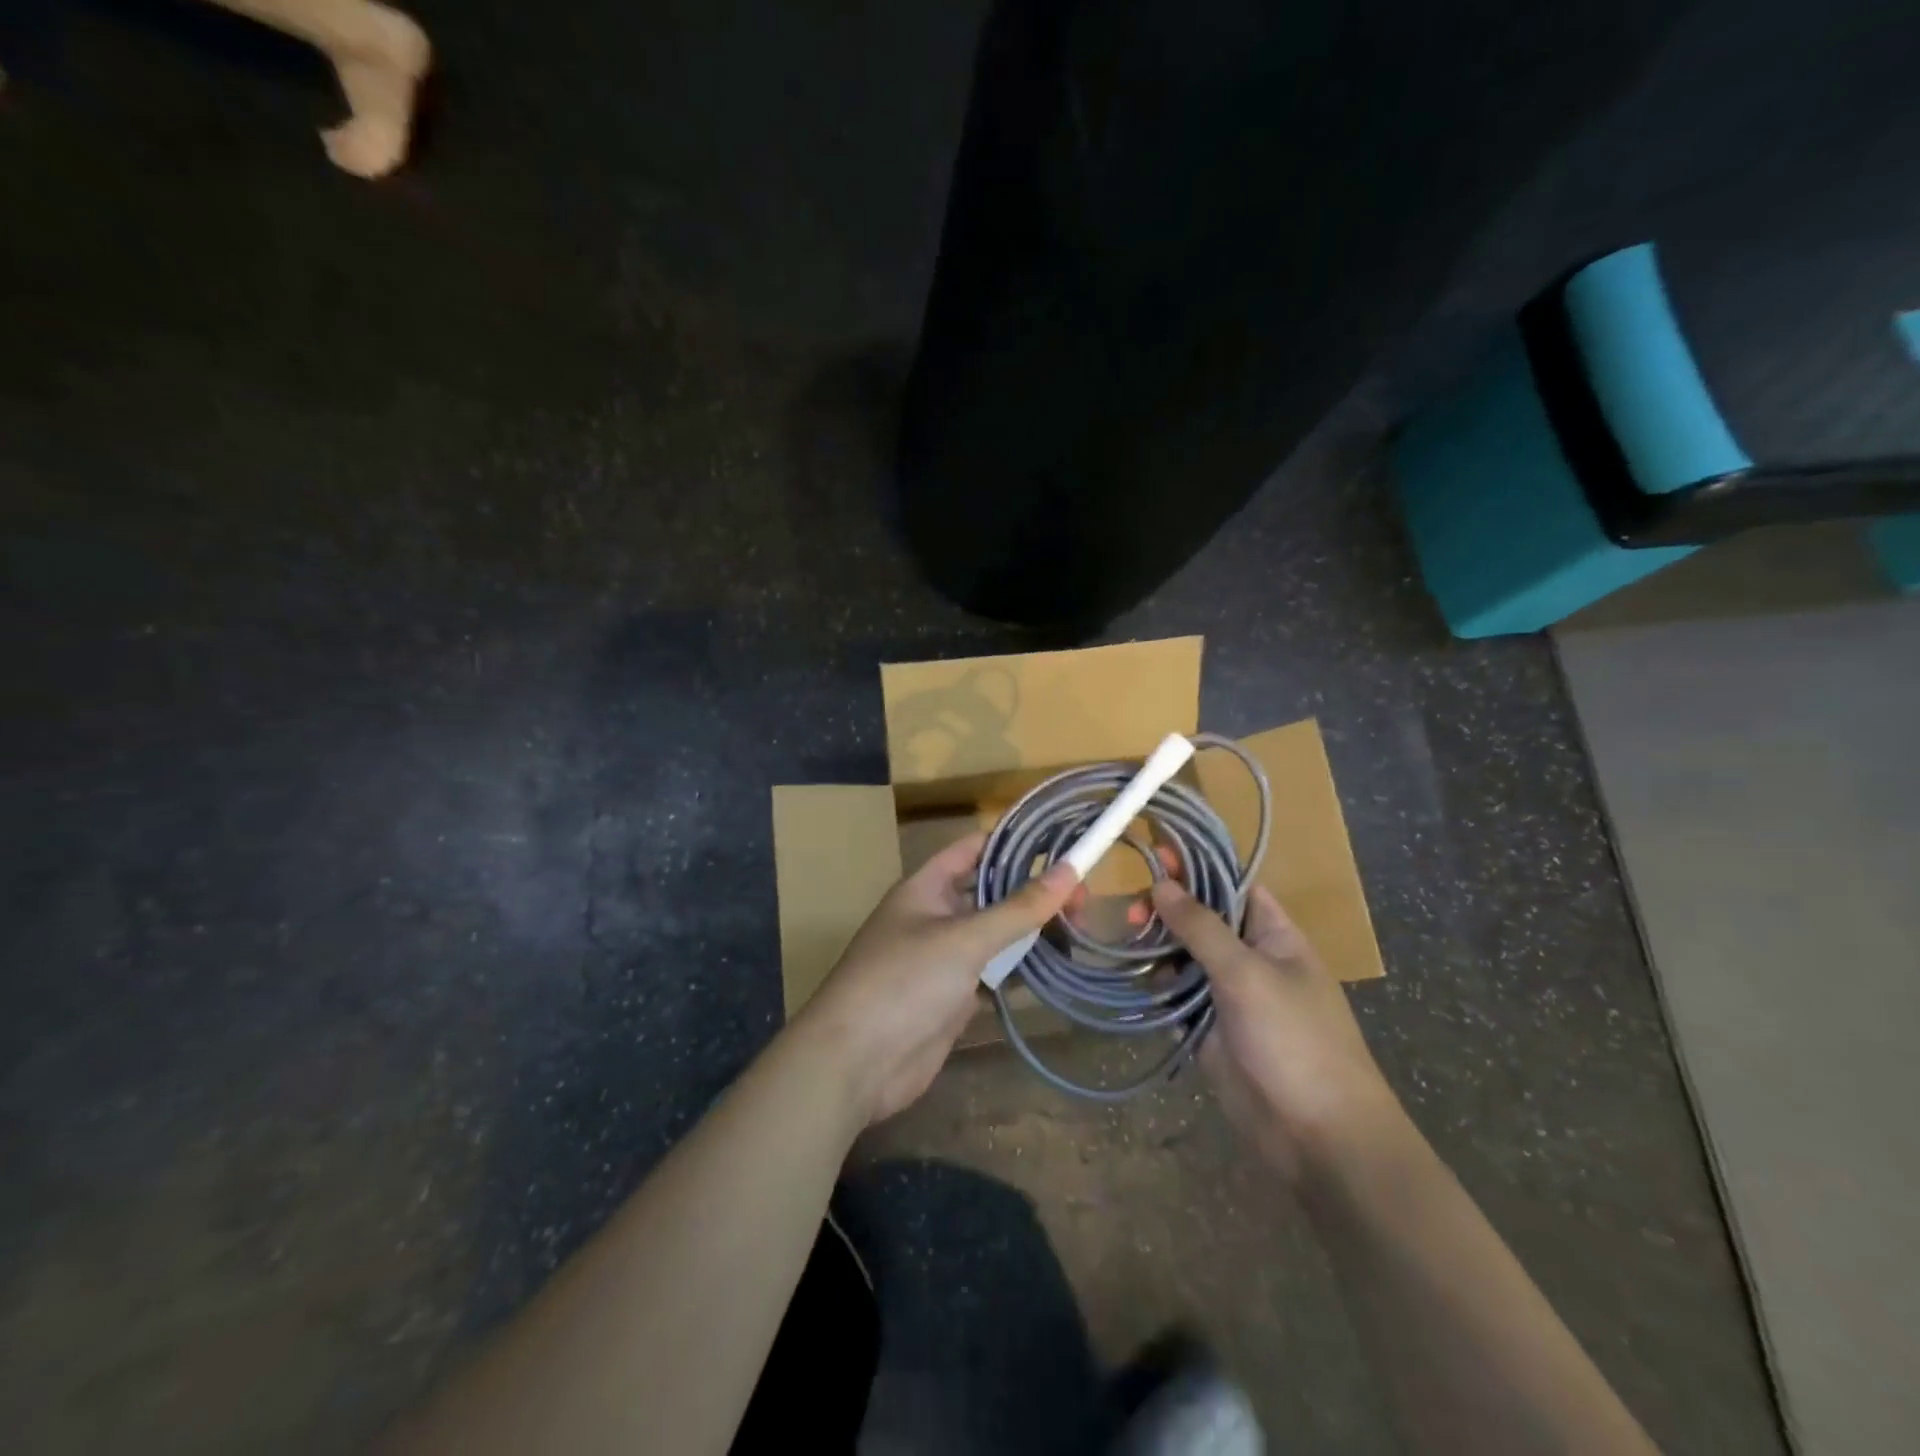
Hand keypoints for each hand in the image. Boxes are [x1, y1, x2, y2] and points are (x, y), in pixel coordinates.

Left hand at [797, 832, 1076, 1124]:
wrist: (855, 1062)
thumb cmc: (905, 981)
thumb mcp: (964, 938)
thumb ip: (1018, 908)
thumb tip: (1069, 870)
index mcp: (926, 888)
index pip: (973, 849)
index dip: (1013, 843)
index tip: (1060, 844)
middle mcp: (934, 916)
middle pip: (990, 893)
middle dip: (1032, 892)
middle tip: (1084, 900)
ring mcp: (942, 959)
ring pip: (995, 935)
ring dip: (1031, 932)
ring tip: (1081, 929)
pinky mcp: (951, 998)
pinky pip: (992, 973)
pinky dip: (1020, 970)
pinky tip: (1055, 968)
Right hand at [1150, 879, 1398, 1179]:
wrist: (1317, 1136)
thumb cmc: (1294, 1039)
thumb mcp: (1247, 973)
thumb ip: (1201, 927)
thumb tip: (1162, 883)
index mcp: (1273, 935)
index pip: (1232, 885)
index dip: (1197, 867)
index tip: (1156, 853)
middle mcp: (1250, 958)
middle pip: (1201, 920)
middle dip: (1167, 911)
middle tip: (1132, 913)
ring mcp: (1228, 995)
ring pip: (1183, 958)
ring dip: (1157, 949)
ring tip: (1126, 944)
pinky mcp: (1209, 1030)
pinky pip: (1177, 997)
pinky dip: (1157, 988)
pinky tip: (1135, 981)